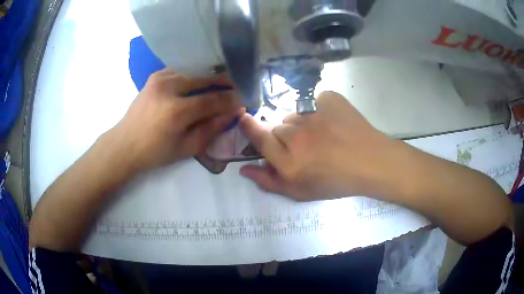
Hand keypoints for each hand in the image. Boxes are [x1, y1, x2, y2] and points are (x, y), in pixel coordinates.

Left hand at [107, 69, 241, 173]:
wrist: (124, 144)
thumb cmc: (155, 152)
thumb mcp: (186, 148)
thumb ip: (211, 129)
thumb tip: (233, 113)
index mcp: (176, 111)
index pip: (212, 99)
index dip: (231, 99)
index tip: (244, 99)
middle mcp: (168, 88)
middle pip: (204, 78)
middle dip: (224, 81)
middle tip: (238, 84)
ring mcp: (159, 78)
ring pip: (193, 70)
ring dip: (209, 75)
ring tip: (222, 81)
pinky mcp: (155, 76)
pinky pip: (180, 70)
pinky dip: (193, 73)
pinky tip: (200, 79)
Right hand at [239, 91, 398, 200]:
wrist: (372, 162)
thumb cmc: (337, 182)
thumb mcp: (301, 192)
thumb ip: (268, 181)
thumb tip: (244, 169)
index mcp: (289, 161)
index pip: (259, 138)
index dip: (248, 127)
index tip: (242, 116)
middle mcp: (297, 136)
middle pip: (278, 126)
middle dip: (285, 136)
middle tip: (305, 146)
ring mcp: (314, 114)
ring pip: (295, 115)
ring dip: (302, 124)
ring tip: (322, 135)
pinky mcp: (329, 99)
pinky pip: (314, 101)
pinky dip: (319, 110)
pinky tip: (333, 122)